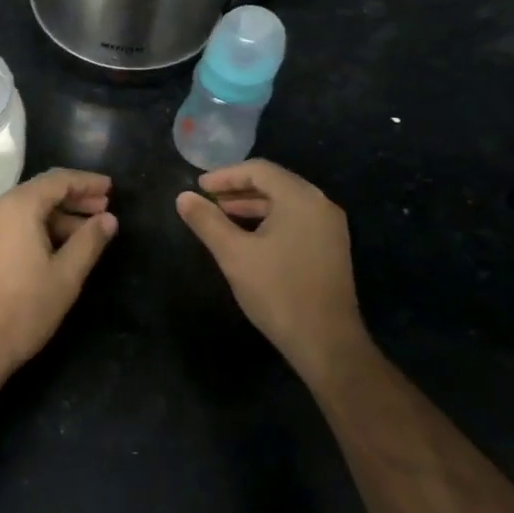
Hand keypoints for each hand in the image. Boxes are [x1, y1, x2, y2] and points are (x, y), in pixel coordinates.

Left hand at [0, 169, 117, 384]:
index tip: (111, 188)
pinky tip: (54, 247)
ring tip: (85, 234)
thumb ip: (89, 241)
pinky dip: (34, 228)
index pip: (57, 180)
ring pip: (24, 210)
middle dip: (73, 199)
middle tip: (104, 210)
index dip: (86, 182)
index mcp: (16, 206)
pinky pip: (9, 224)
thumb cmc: (22, 310)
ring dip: (55, 217)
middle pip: (39, 192)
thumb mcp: (66, 276)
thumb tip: (109, 219)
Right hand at [175, 160, 369, 385]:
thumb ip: (207, 221)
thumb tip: (183, 197)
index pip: (259, 170)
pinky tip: (248, 236)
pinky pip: (296, 219)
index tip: (199, 187)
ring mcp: (329, 227)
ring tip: (221, 215)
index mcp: (301, 199)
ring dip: (252, 205)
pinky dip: (269, 220)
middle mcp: (320, 204)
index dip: (225, 175)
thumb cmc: (278, 292)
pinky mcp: (330, 247)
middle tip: (207, 199)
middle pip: (274, 182)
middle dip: (237, 189)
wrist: (326, 342)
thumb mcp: (234, 254)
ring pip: (285, 202)